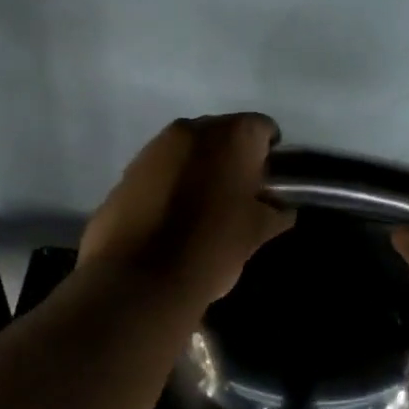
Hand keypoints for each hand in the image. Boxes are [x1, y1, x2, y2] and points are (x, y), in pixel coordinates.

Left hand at [79, 114, 295, 310]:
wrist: (140, 279)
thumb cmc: (212, 248)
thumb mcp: (257, 233)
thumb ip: (275, 212)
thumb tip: (280, 208)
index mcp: (232, 136)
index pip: (263, 129)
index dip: (269, 156)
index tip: (268, 185)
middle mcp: (193, 129)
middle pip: (223, 134)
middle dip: (232, 159)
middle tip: (238, 197)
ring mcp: (154, 147)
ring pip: (188, 151)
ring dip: (199, 170)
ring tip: (202, 209)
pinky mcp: (127, 171)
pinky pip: (160, 169)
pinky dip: (170, 183)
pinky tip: (172, 217)